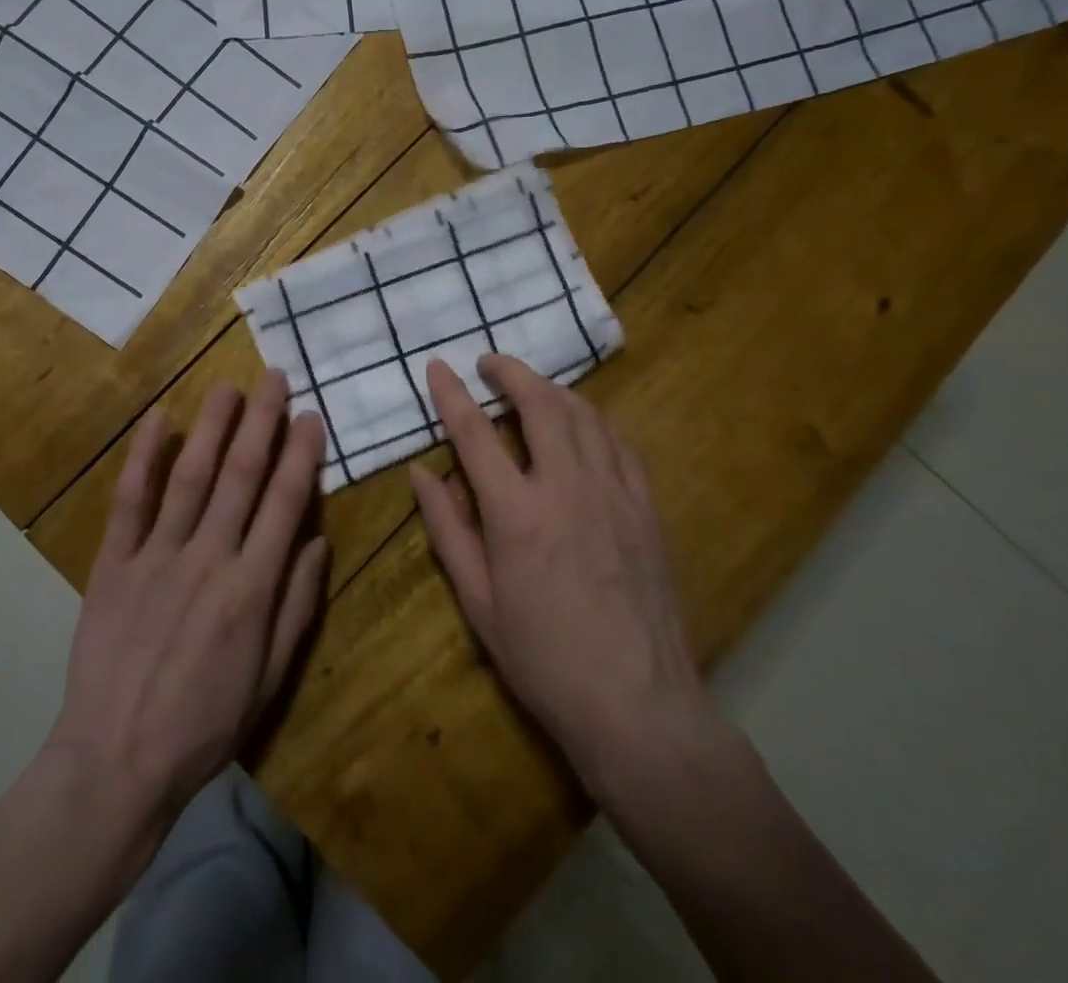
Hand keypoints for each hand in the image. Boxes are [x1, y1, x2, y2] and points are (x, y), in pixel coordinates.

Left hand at [46, 371, 329, 829]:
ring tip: (228, 387)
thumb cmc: (205, 723)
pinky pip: (131, 500)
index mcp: (252, 587)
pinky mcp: (115, 562)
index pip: (284, 503)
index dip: (301, 455)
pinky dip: (143, 456)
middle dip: (262, 421)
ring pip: (191, 475)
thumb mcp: (270, 677)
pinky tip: (157, 419)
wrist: (117, 760)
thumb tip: (318, 542)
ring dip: (212, 425)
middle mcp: (209, 557)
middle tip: (274, 377)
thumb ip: (297, 605)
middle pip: (241, 475)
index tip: (311, 417)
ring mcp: (158, 555)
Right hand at [410, 355, 724, 794]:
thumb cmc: (543, 659)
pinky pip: (619, 443)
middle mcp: (567, 488)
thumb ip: (448, 528)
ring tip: (530, 387)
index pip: (476, 433)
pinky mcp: (646, 507)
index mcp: (517, 514)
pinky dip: (592, 421)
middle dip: (511, 372)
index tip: (438, 367)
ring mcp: (615, 493)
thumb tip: (421, 473)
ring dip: (552, 390)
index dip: (452, 394)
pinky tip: (581, 426)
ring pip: (584, 415)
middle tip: (490, 362)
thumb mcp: (478, 601)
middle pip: (541, 404)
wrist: (639, 706)